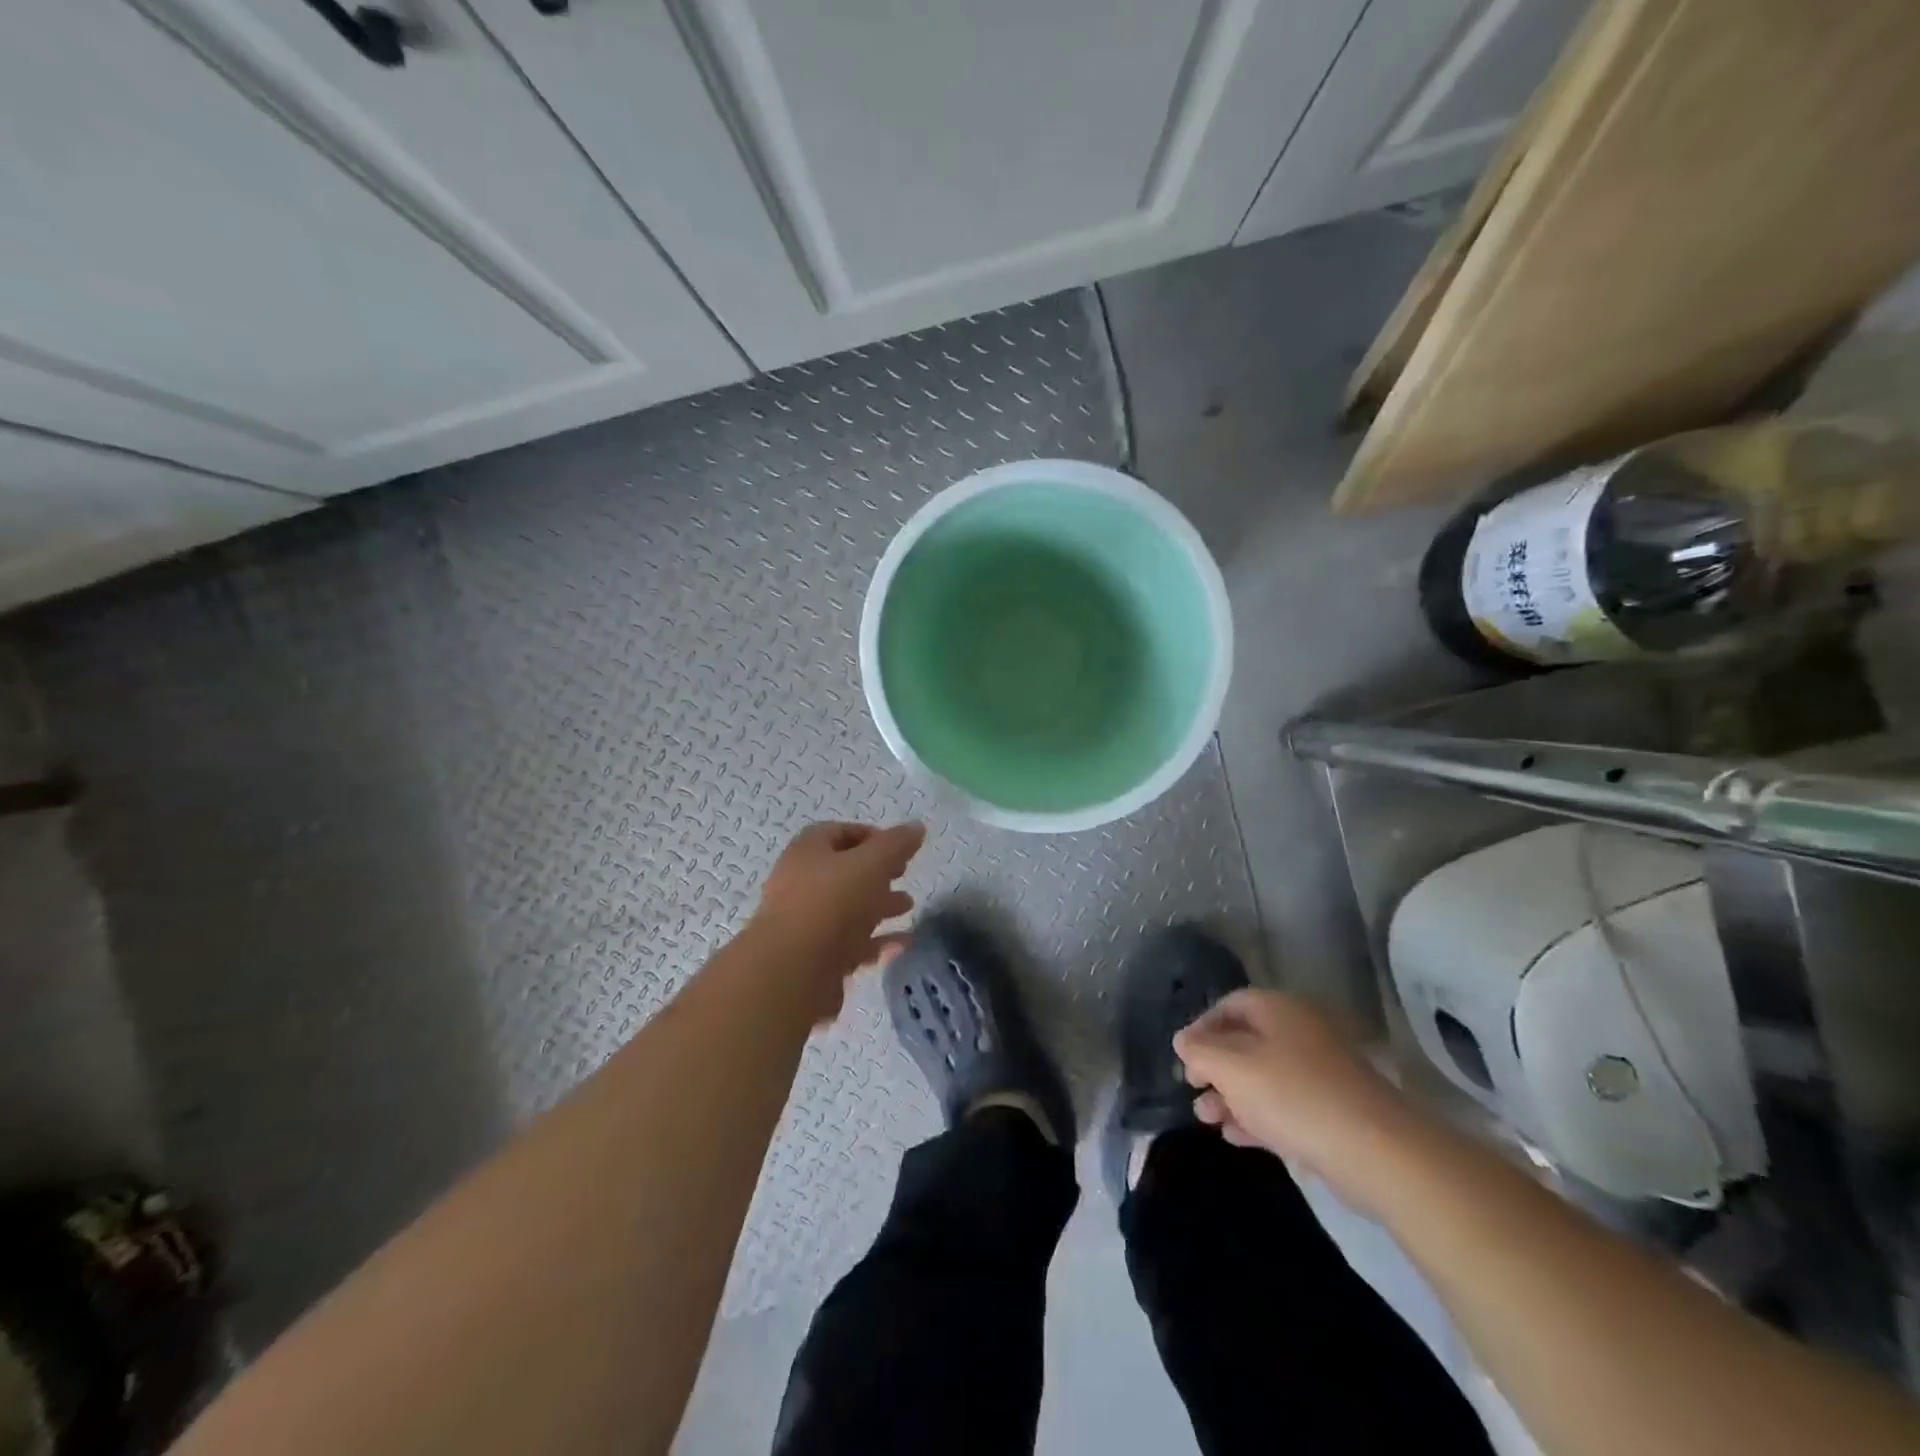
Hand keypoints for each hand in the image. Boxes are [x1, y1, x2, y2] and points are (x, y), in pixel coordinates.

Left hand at [747, 821, 924, 1016]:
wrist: (792, 972)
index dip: (869, 836)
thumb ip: (896, 844)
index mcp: (807, 852)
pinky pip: (849, 943)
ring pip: (847, 909)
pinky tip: (902, 944)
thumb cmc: (831, 903)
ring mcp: (805, 923)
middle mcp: (800, 883)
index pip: (837, 832)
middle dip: (877, 873)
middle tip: (903, 875)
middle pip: (842, 872)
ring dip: (879, 906)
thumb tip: (916, 827)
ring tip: (908, 908)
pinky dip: (875, 941)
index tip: (899, 848)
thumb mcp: (872, 863)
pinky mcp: (814, 958)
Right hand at [1174, 988, 1418, 1210]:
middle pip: (1245, 1042)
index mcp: (1278, 1011)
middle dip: (1214, 1066)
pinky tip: (1235, 1136)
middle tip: (1193, 1089)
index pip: (1230, 1004)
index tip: (1184, 1055)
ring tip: (1207, 1118)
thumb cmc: (1293, 1095)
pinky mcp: (1331, 1111)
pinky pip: (1284, 1106)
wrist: (1377, 1152)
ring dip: (1230, 1095)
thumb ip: (1201, 1051)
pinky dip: (1256, 1116)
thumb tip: (1183, 1041)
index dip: (1202, 1026)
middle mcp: (1299, 1033)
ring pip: (1263, 1077)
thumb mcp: (1232, 1068)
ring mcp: (1319, 1073)